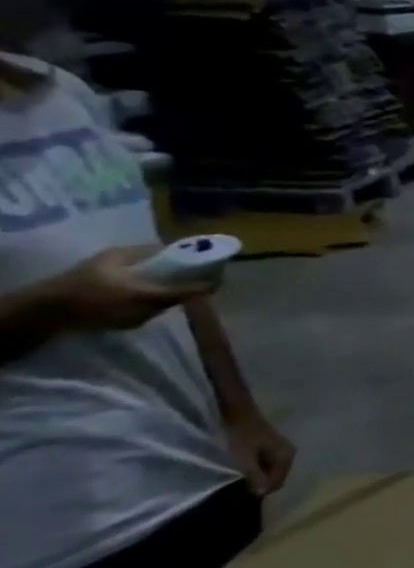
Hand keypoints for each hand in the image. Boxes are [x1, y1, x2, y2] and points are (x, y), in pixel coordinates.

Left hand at [50, 246, 209, 330]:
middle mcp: (118, 259)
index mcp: (130, 252)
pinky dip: (139, 304)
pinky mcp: (96, 291)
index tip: (210, 275)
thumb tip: (218, 282)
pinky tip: (136, 315)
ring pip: (147, 282)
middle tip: (182, 298)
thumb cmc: (95, 300)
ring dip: (156, 295)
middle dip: (174, 283)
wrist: (39, 316)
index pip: (174, 251)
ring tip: (156, 310)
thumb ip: (182, 290)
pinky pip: (131, 294)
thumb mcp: (144, 295)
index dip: (194, 261)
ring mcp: (105, 275)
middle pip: (162, 268)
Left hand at [227, 410, 296, 495]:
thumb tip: (261, 493)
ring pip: (271, 472)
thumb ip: (255, 476)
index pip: (278, 482)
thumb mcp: (245, 459)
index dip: (261, 490)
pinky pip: (266, 466)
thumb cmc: (242, 436)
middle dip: (260, 484)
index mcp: (286, 456)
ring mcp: (280, 450)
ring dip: (257, 477)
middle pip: (276, 477)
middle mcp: (288, 454)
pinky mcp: (271, 448)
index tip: (241, 495)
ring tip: (238, 480)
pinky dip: (256, 470)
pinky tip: (242, 470)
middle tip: (238, 488)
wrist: (238, 414)